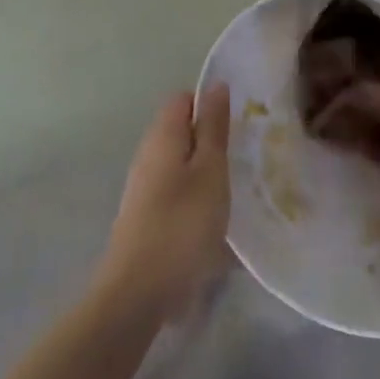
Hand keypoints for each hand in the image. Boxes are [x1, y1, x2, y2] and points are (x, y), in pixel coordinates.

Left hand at [95, 86, 231, 320]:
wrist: (137, 293)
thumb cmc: (182, 224)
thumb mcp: (210, 171)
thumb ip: (213, 127)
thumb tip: (216, 85)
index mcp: (163, 135)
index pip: (184, 99)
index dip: (210, 105)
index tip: (238, 124)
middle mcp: (148, 154)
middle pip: (182, 132)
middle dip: (211, 140)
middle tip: (242, 158)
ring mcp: (143, 187)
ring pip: (180, 164)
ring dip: (205, 172)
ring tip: (233, 190)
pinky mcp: (145, 217)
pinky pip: (175, 192)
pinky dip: (195, 198)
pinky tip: (213, 220)